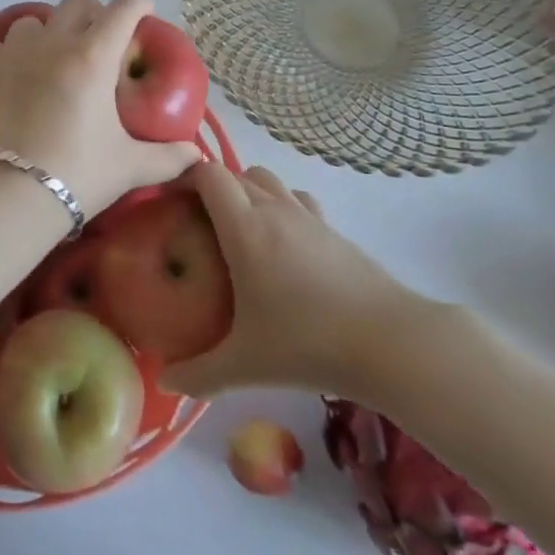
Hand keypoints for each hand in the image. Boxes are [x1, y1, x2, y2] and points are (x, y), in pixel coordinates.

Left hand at [0, 0, 201, 216]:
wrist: (5, 195)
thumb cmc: (76, 174)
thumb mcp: (129, 167)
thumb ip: (168, 157)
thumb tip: (197, 154)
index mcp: (93, 58)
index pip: (122, 11)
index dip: (138, 5)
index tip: (145, 12)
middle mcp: (53, 44)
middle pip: (76, 5)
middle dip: (94, 14)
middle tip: (101, 38)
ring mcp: (12, 53)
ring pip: (33, 21)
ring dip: (48, 32)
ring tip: (52, 58)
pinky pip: (0, 46)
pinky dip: (13, 54)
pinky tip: (16, 77)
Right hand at [161, 163, 432, 398]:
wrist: (389, 342)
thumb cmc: (307, 344)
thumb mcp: (245, 365)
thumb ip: (199, 374)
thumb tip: (165, 381)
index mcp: (244, 227)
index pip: (209, 175)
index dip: (186, 178)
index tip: (172, 202)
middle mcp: (274, 209)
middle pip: (236, 173)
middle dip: (213, 189)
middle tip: (198, 225)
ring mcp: (307, 215)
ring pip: (268, 180)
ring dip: (248, 191)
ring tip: (239, 230)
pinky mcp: (333, 229)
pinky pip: (296, 199)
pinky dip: (281, 206)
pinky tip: (282, 245)